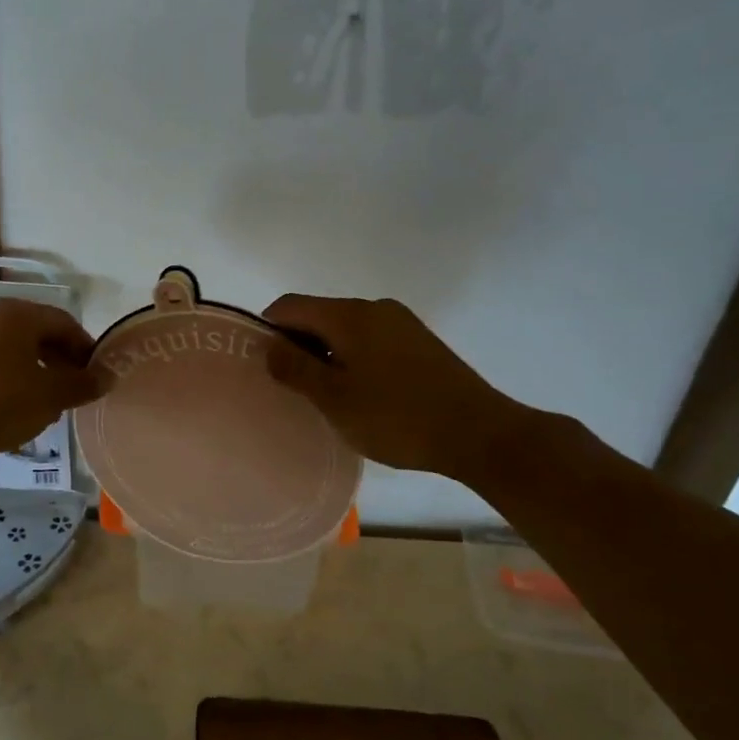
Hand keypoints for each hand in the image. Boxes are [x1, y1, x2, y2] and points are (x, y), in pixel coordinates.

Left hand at [0, 298, 105, 459]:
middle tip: (78, 392)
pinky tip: (23, 409)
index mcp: (19, 314)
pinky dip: (19, 381)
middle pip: (43, 335)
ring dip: (43, 374)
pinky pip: (1, 365)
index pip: (66, 324)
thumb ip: (83, 384)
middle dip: (65, 363)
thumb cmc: (0, 402)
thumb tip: (109, 376)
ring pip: (22, 352)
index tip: (98, 378)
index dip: (87, 350)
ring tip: (53, 405)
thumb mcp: (51, 395)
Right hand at [262, 294, 533, 483]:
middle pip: (318, 315)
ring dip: (325, 354)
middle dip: (297, 344)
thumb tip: (268, 346)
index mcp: (349, 314)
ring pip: (345, 330)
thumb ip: (295, 369)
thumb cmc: (396, 417)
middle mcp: (375, 307)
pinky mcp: (419, 342)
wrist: (479, 433)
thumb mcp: (334, 398)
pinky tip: (358, 394)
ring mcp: (401, 323)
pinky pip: (370, 341)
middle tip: (288, 386)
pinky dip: (352, 359)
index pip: (290, 305)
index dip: (267, 329)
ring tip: (322, 396)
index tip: (260, 364)